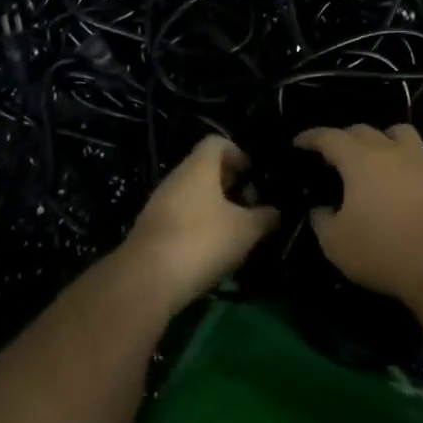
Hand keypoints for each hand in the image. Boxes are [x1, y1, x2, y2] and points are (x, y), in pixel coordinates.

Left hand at [121, 135, 278, 314]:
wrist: (147, 279)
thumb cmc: (202, 241)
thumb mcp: (245, 230)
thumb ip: (264, 217)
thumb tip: (276, 212)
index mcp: (198, 166)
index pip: (218, 142)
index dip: (239, 154)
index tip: (254, 176)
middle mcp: (177, 177)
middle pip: (206, 169)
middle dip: (230, 185)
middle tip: (251, 207)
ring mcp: (161, 203)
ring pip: (193, 195)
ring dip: (215, 208)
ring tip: (236, 232)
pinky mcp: (153, 229)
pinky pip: (181, 217)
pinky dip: (198, 226)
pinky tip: (212, 250)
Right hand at [293, 124, 422, 300]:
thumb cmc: (383, 250)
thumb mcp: (336, 244)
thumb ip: (322, 221)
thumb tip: (321, 209)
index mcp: (359, 159)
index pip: (329, 137)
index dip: (311, 137)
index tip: (299, 142)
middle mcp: (390, 151)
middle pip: (363, 130)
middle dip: (343, 138)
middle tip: (333, 154)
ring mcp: (421, 162)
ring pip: (399, 134)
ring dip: (382, 139)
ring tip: (374, 157)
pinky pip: (418, 160)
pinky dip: (404, 164)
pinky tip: (400, 185)